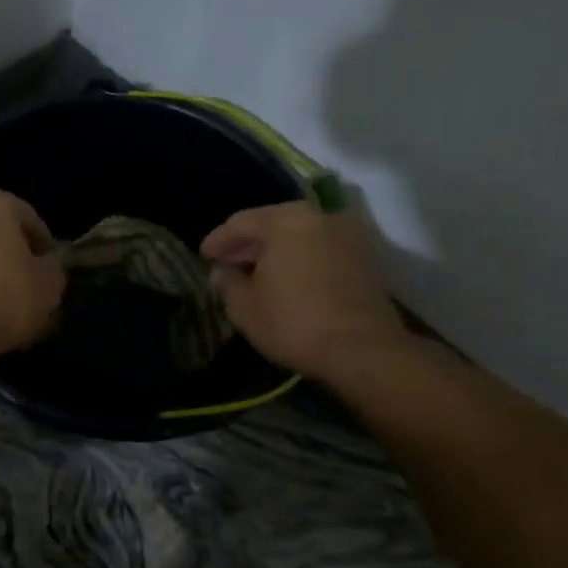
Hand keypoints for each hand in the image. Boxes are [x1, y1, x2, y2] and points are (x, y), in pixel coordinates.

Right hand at [201, 201, 408, 379]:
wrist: (362, 350)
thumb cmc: (293, 323)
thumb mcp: (244, 307)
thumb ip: (227, 281)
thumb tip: (224, 270)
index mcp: (285, 220)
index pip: (240, 223)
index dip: (218, 240)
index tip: (204, 256)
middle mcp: (318, 217)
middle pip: (272, 223)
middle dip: (247, 243)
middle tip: (226, 262)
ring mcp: (345, 235)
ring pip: (297, 235)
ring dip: (274, 251)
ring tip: (254, 272)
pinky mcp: (363, 257)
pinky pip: (318, 249)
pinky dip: (298, 258)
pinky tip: (284, 279)